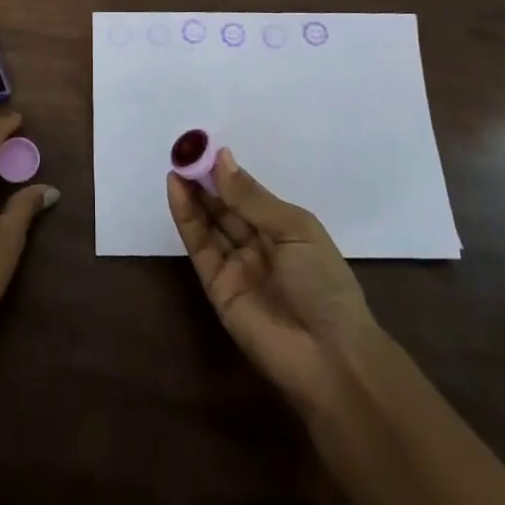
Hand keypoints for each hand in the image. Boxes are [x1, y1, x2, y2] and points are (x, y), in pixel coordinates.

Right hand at [167, 148, 387, 412]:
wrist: (329, 357)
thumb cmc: (323, 284)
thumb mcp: (295, 231)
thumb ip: (252, 198)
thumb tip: (221, 159)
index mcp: (284, 229)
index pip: (248, 194)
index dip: (227, 172)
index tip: (204, 147)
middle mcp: (258, 245)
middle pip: (225, 207)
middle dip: (205, 180)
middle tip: (183, 153)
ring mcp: (236, 266)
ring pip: (209, 223)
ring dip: (192, 195)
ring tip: (176, 166)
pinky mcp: (216, 287)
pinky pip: (199, 247)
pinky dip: (186, 219)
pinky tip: (177, 191)